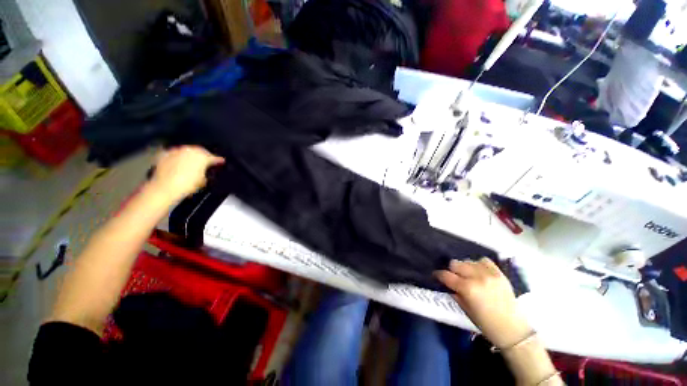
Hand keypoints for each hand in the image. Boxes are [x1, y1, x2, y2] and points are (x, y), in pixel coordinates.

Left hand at [148, 146, 224, 203]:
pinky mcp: (165, 154)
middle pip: (200, 151)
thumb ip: (206, 172)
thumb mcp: (204, 181)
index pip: (215, 157)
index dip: (219, 161)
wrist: (165, 188)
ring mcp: (176, 151)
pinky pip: (175, 154)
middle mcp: (190, 150)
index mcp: (203, 157)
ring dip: (190, 156)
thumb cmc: (187, 185)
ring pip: (187, 151)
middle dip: (203, 156)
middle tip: (206, 162)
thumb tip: (205, 171)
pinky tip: (178, 164)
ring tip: (191, 163)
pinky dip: (178, 158)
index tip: (221, 162)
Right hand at [435, 258, 531, 348]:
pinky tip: (479, 271)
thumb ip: (455, 294)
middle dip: (451, 270)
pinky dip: (478, 264)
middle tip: (453, 277)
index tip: (436, 276)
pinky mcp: (499, 273)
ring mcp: (489, 274)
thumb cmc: (487, 324)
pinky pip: (484, 261)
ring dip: (464, 267)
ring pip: (468, 261)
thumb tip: (448, 284)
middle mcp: (476, 277)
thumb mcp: (466, 310)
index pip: (446, 275)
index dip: (438, 275)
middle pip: (455, 263)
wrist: (514, 330)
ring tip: (467, 275)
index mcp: (467, 288)